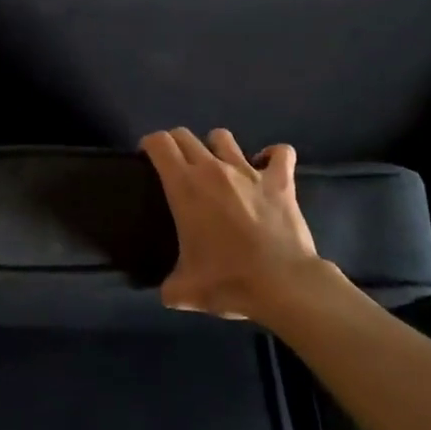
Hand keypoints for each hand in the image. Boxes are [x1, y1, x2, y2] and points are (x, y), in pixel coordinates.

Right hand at [140, 127, 336, 321]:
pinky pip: (280, 153)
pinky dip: (273, 156)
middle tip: (177, 166)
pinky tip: (268, 166)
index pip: (159, 143)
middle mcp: (213, 169)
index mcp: (184, 186)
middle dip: (176, 144)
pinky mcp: (280, 180)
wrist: (283, 285)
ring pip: (223, 137)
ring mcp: (249, 171)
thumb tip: (167, 293)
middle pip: (185, 135)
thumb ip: (169, 287)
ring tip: (218, 166)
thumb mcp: (185, 292)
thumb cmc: (228, 281)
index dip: (149, 145)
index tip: (147, 158)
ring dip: (216, 147)